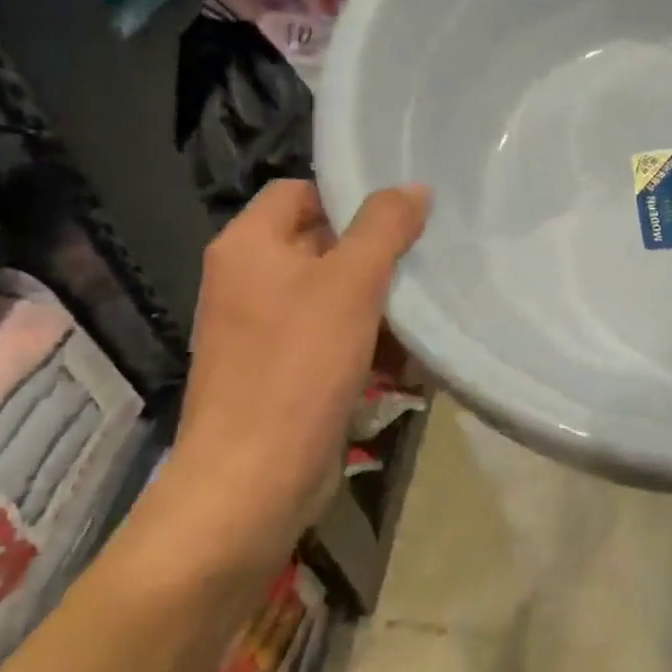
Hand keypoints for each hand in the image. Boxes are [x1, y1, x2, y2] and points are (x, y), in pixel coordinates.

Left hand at [165, 179, 429, 566]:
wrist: (251, 484)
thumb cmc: (298, 366)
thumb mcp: (352, 282)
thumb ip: (385, 226)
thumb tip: (413, 188)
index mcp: (248, 245)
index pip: (302, 191)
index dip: (350, 197)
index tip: (402, 218)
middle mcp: (246, 279)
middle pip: (322, 243)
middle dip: (376, 257)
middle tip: (424, 262)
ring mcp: (259, 329)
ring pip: (332, 294)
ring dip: (379, 305)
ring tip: (423, 317)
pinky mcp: (278, 371)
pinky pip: (328, 337)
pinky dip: (365, 342)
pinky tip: (405, 361)